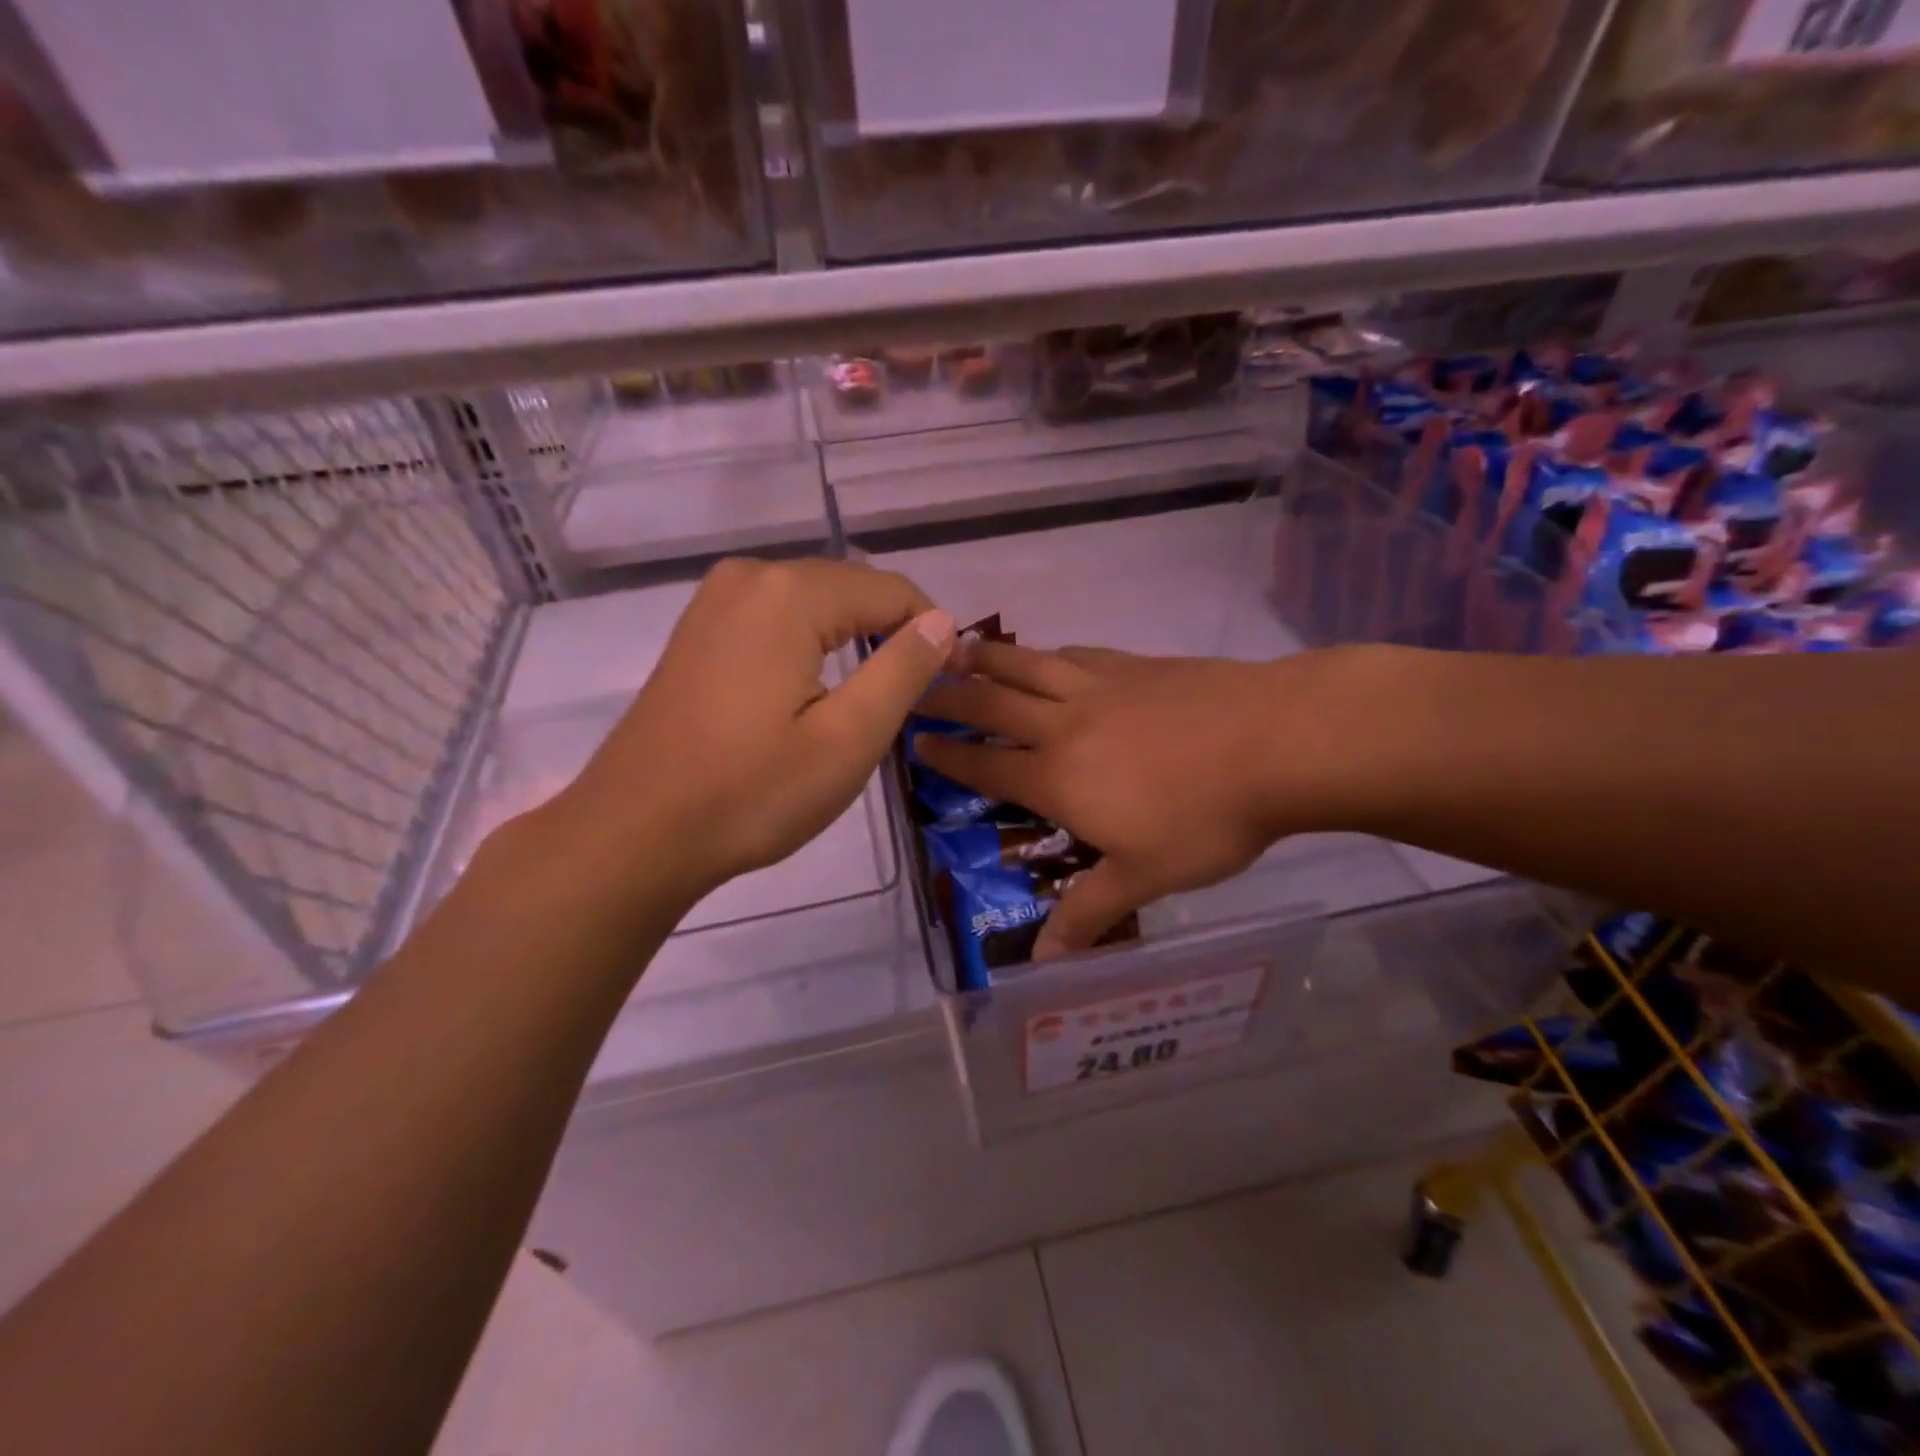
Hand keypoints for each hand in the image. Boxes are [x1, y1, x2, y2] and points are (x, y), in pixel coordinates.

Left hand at [555, 557, 954, 905]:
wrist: (635, 832)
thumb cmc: (751, 792)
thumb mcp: (849, 738)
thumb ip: (903, 670)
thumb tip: (942, 622)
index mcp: (789, 593)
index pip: (890, 591)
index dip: (931, 632)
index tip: (947, 685)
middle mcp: (749, 576)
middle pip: (849, 588)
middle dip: (890, 633)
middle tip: (911, 699)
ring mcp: (715, 600)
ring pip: (812, 603)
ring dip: (851, 639)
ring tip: (869, 699)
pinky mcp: (698, 629)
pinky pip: (776, 618)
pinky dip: (809, 644)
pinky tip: (812, 691)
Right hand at [915, 643, 1338, 956]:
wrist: (1275, 742)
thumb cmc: (1206, 818)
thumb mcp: (1145, 876)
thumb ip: (1088, 913)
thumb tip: (1042, 963)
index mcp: (1058, 777)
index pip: (987, 767)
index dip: (948, 758)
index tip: (916, 743)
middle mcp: (1065, 724)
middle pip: (993, 705)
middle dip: (950, 699)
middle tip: (918, 688)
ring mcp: (1101, 687)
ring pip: (1028, 666)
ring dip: (990, 660)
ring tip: (960, 651)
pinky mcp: (1136, 665)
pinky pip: (1076, 655)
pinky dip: (1050, 654)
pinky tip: (1050, 653)